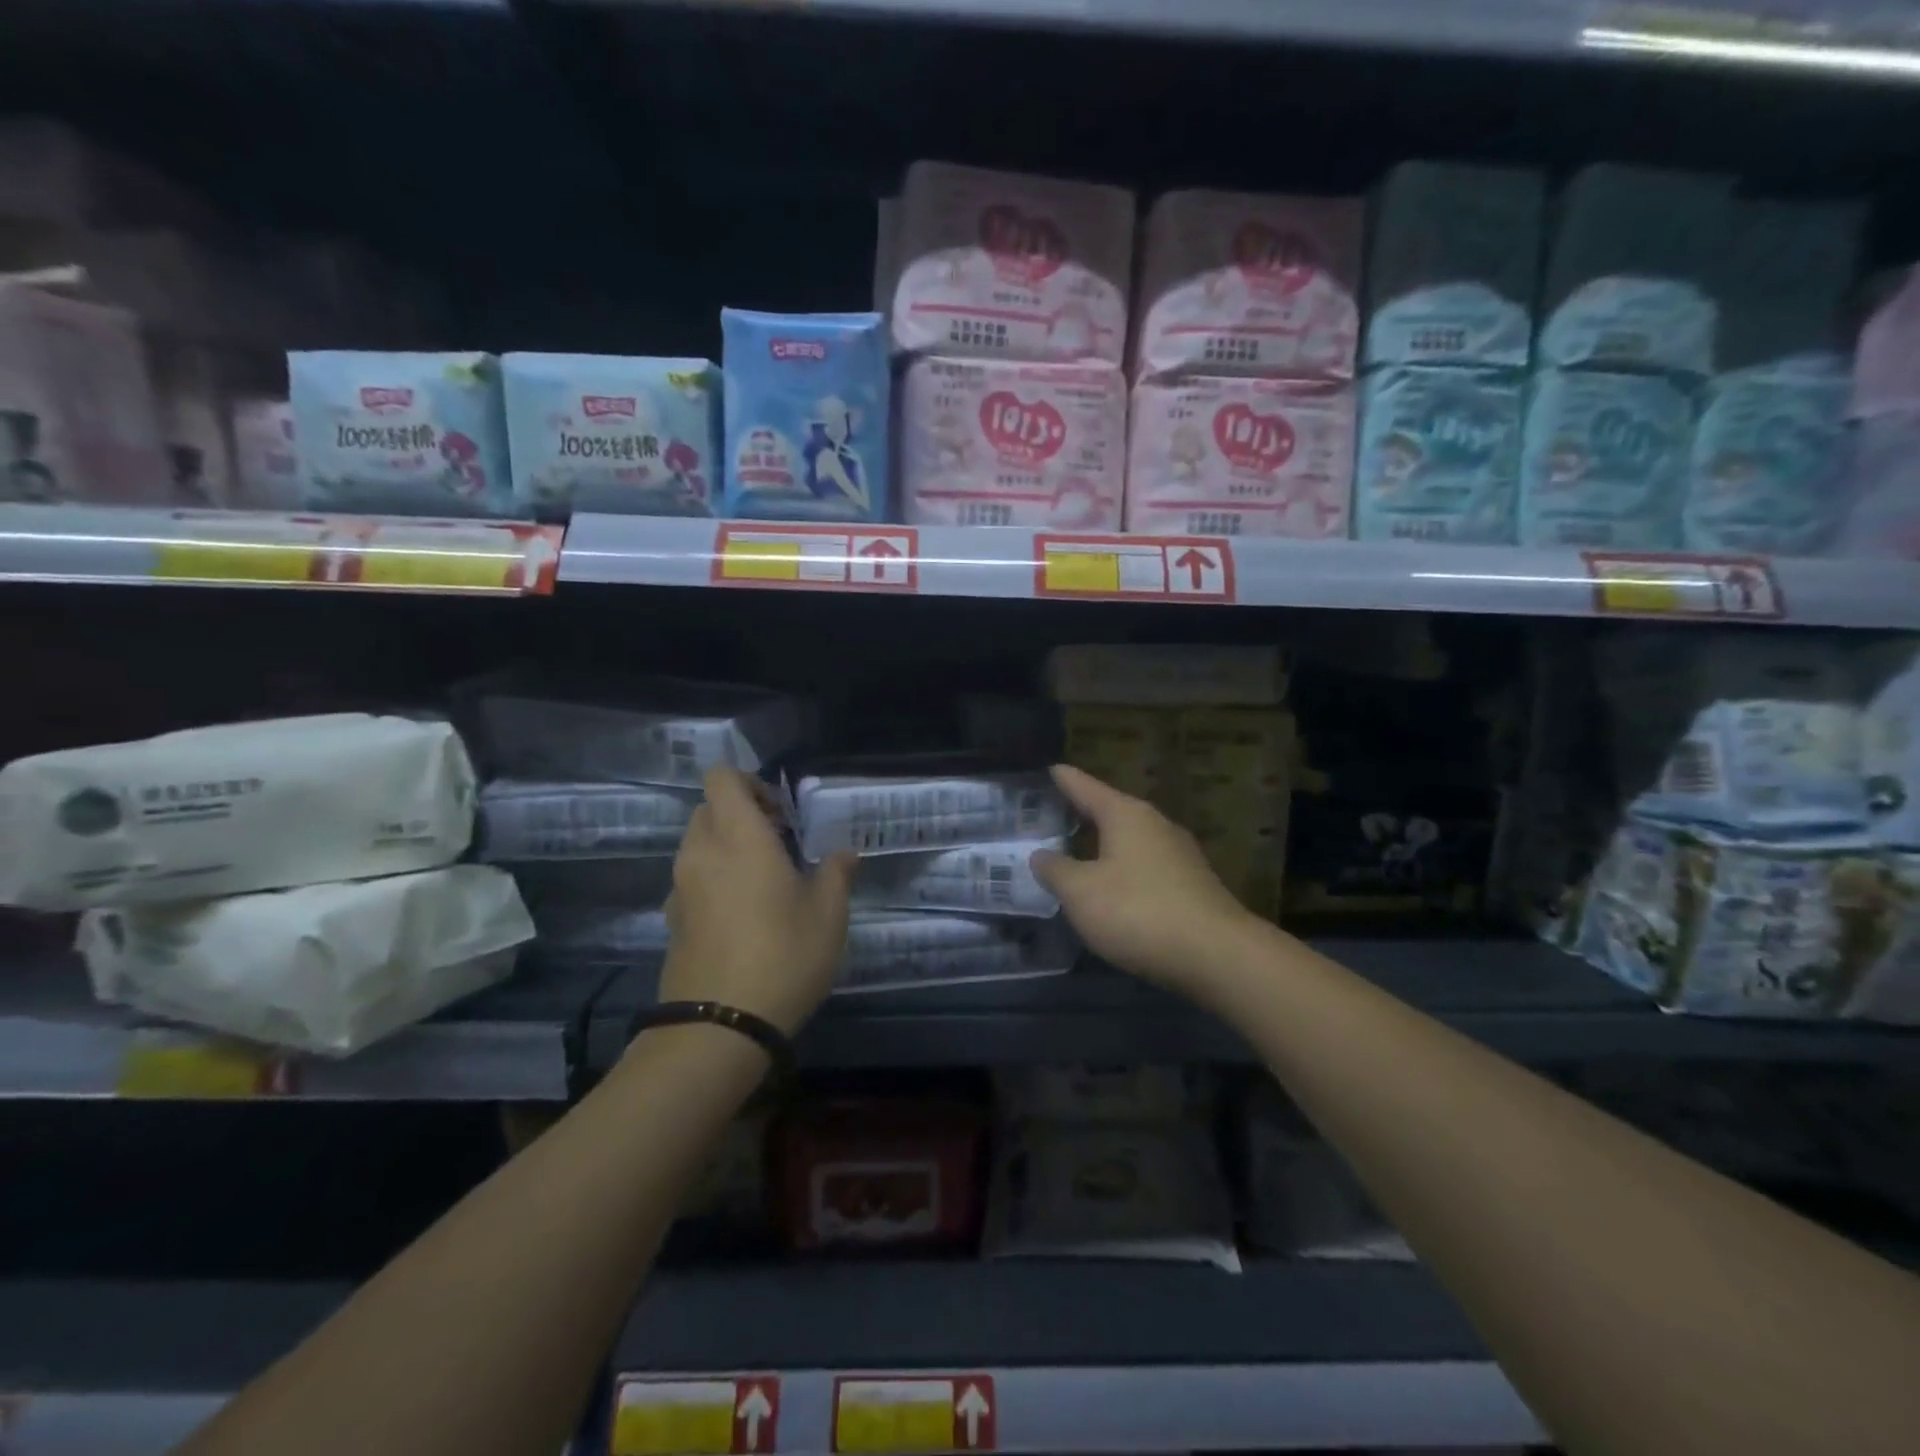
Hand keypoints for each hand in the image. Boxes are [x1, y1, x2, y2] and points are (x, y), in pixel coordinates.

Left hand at [662, 767, 854, 1035]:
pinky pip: (692, 880)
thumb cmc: (783, 955)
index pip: (722, 778)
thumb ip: (836, 874)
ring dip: (727, 848)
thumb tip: (843, 854)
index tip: (780, 811)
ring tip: (765, 881)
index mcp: (739, 836)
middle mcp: (701, 852)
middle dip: (742, 815)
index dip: (749, 782)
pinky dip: (714, 880)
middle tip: (780, 844)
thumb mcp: (829, 914)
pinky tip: (744, 916)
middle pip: (709, 809)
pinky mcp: (672, 920)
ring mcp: (680, 887)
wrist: (720, 1026)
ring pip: (698, 845)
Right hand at [1031, 764, 1260, 1002]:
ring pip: (1130, 839)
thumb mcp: (1081, 892)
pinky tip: (1111, 887)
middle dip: (1081, 813)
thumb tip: (1041, 855)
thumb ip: (1055, 870)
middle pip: (1110, 810)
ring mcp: (1178, 854)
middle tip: (1050, 814)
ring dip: (1103, 843)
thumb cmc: (1139, 912)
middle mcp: (1155, 824)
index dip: (1063, 778)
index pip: (1085, 786)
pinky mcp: (1191, 884)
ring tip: (1075, 850)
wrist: (1218, 956)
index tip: (1048, 768)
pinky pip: (1145, 865)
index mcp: (1126, 815)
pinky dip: (1122, 868)